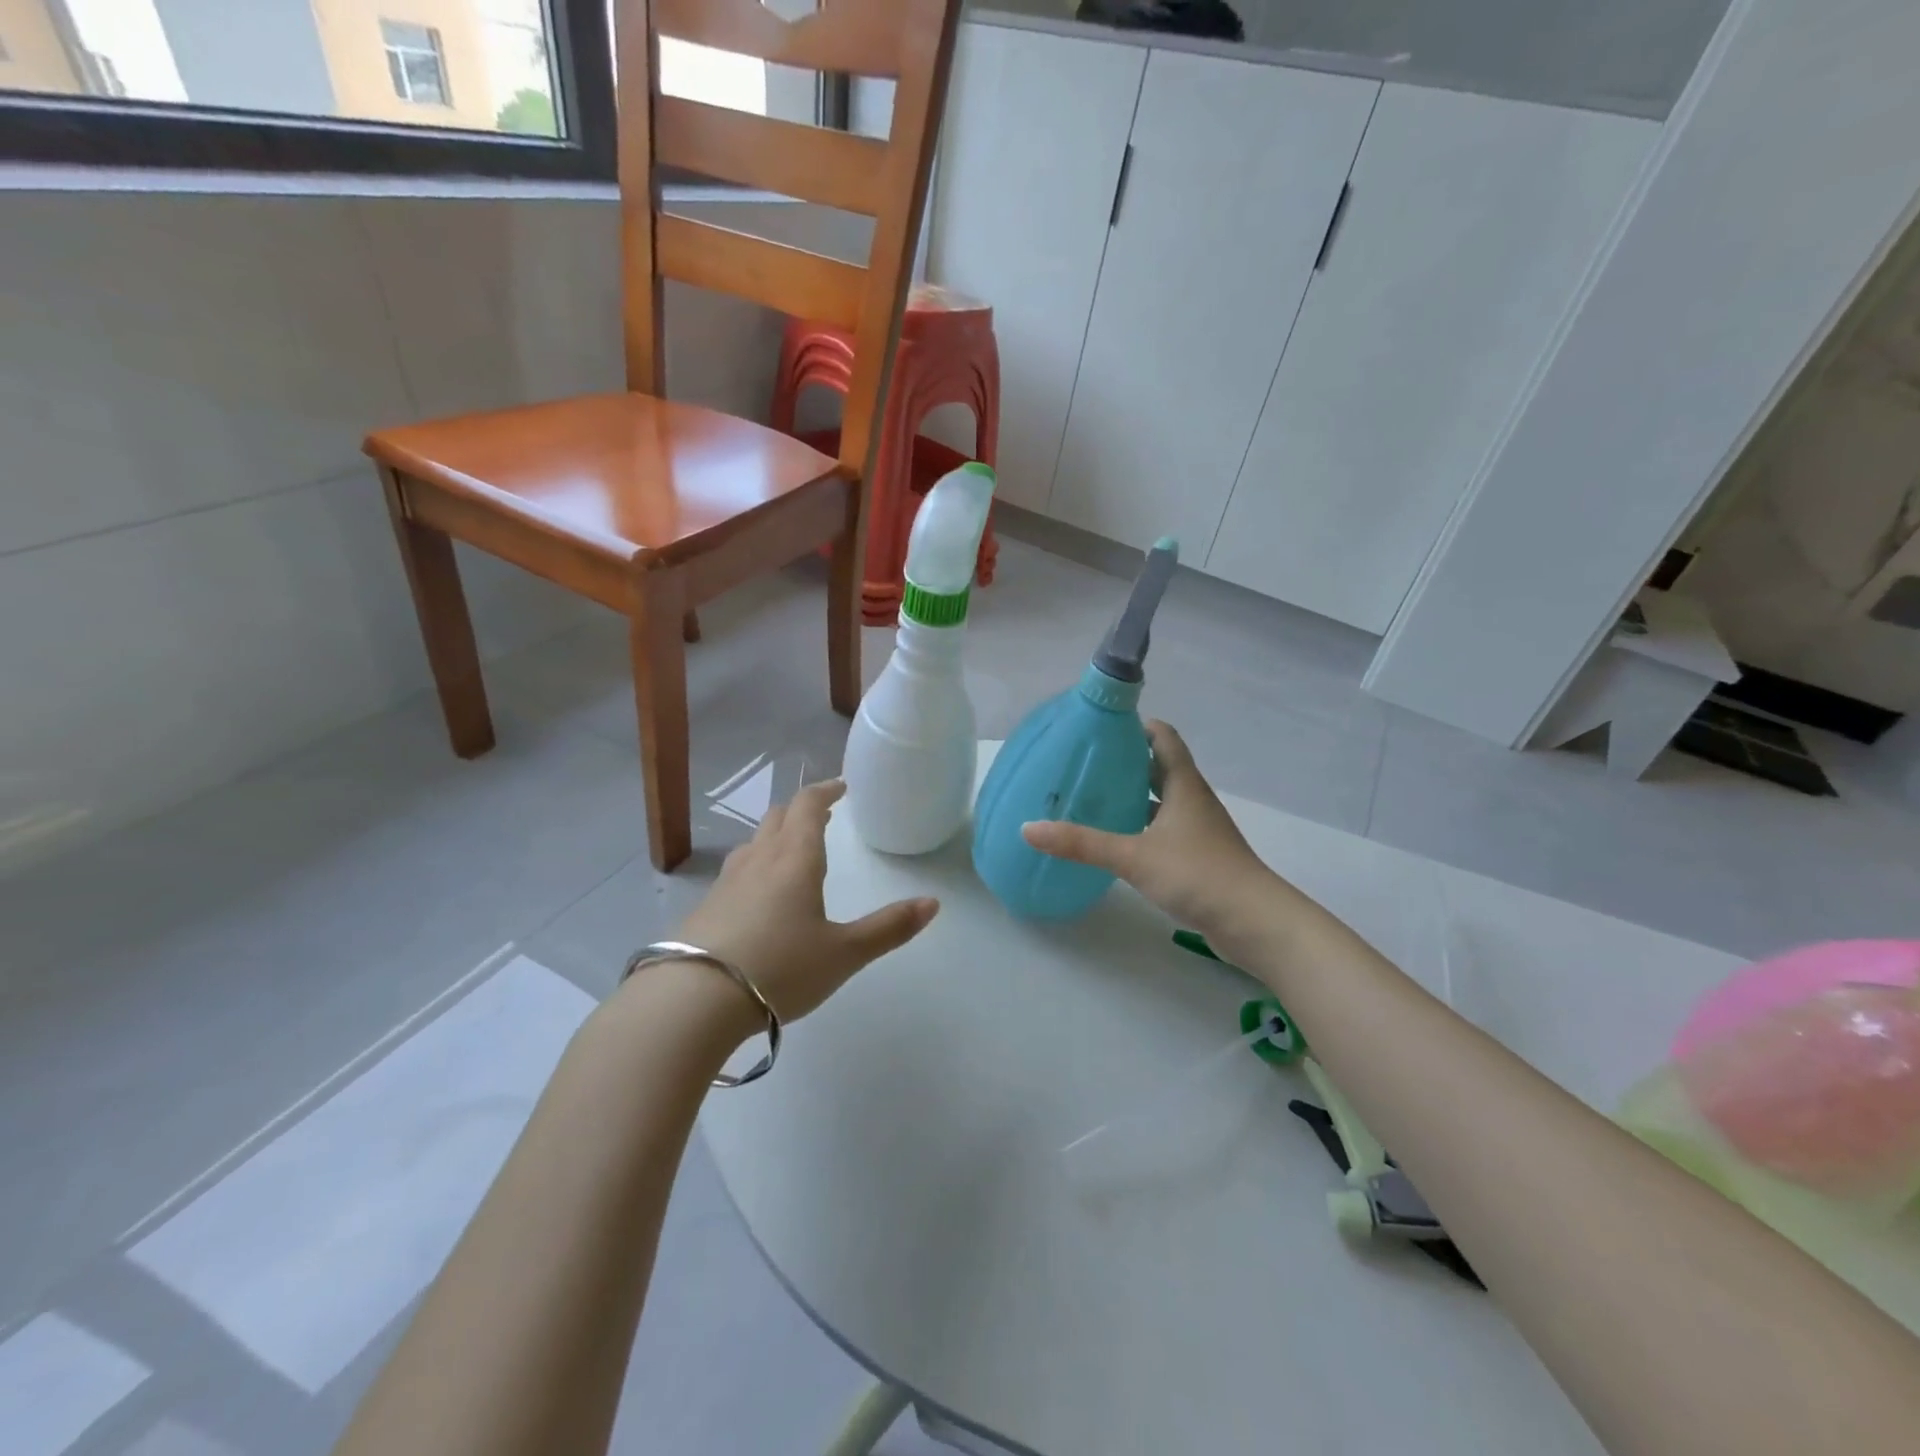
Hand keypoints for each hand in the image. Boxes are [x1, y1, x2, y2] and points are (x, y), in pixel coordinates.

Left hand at [676, 779, 938, 1022]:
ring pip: (753, 843)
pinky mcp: (704, 909)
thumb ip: (889, 928)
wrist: (693, 1001)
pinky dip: (755, 867)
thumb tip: (933, 903)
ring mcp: (726, 883)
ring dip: (775, 836)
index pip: (808, 806)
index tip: (841, 787)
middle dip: (801, 810)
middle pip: (778, 817)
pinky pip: (735, 872)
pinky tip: (758, 897)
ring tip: (791, 850)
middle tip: (822, 815)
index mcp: (795, 859)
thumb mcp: (844, 954)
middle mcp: (758, 860)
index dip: (826, 791)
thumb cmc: (780, 968)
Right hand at [1021, 721, 1280, 951]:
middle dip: (1124, 762)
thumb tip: (1028, 828)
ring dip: (1131, 796)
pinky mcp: (1196, 857)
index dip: (1135, 725)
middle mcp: (1191, 800)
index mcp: (1183, 784)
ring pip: (1159, 801)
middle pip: (1158, 767)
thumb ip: (1081, 843)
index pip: (1162, 737)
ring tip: (1091, 798)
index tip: (1100, 727)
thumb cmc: (1198, 875)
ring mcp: (1196, 830)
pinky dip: (1139, 827)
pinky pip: (1162, 830)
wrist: (1255, 923)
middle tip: (1083, 763)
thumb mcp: (1133, 856)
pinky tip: (1115, 841)